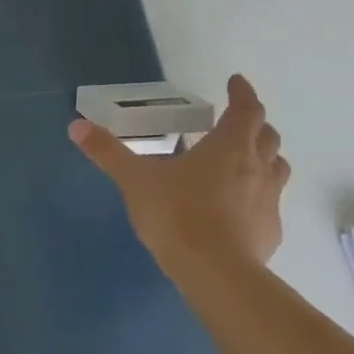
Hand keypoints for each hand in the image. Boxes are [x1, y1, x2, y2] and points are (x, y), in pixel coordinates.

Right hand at [69, 74, 289, 269]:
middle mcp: (257, 167)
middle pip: (267, 136)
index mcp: (228, 147)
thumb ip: (107, 152)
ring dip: (263, 157)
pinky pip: (269, 202)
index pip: (246, 110)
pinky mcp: (271, 230)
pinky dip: (257, 194)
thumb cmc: (177, 214)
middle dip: (254, 124)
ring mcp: (269, 200)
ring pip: (277, 168)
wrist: (216, 271)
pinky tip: (236, 207)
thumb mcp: (134, 179)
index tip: (236, 81)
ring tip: (242, 161)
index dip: (243, 93)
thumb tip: (76, 125)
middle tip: (234, 123)